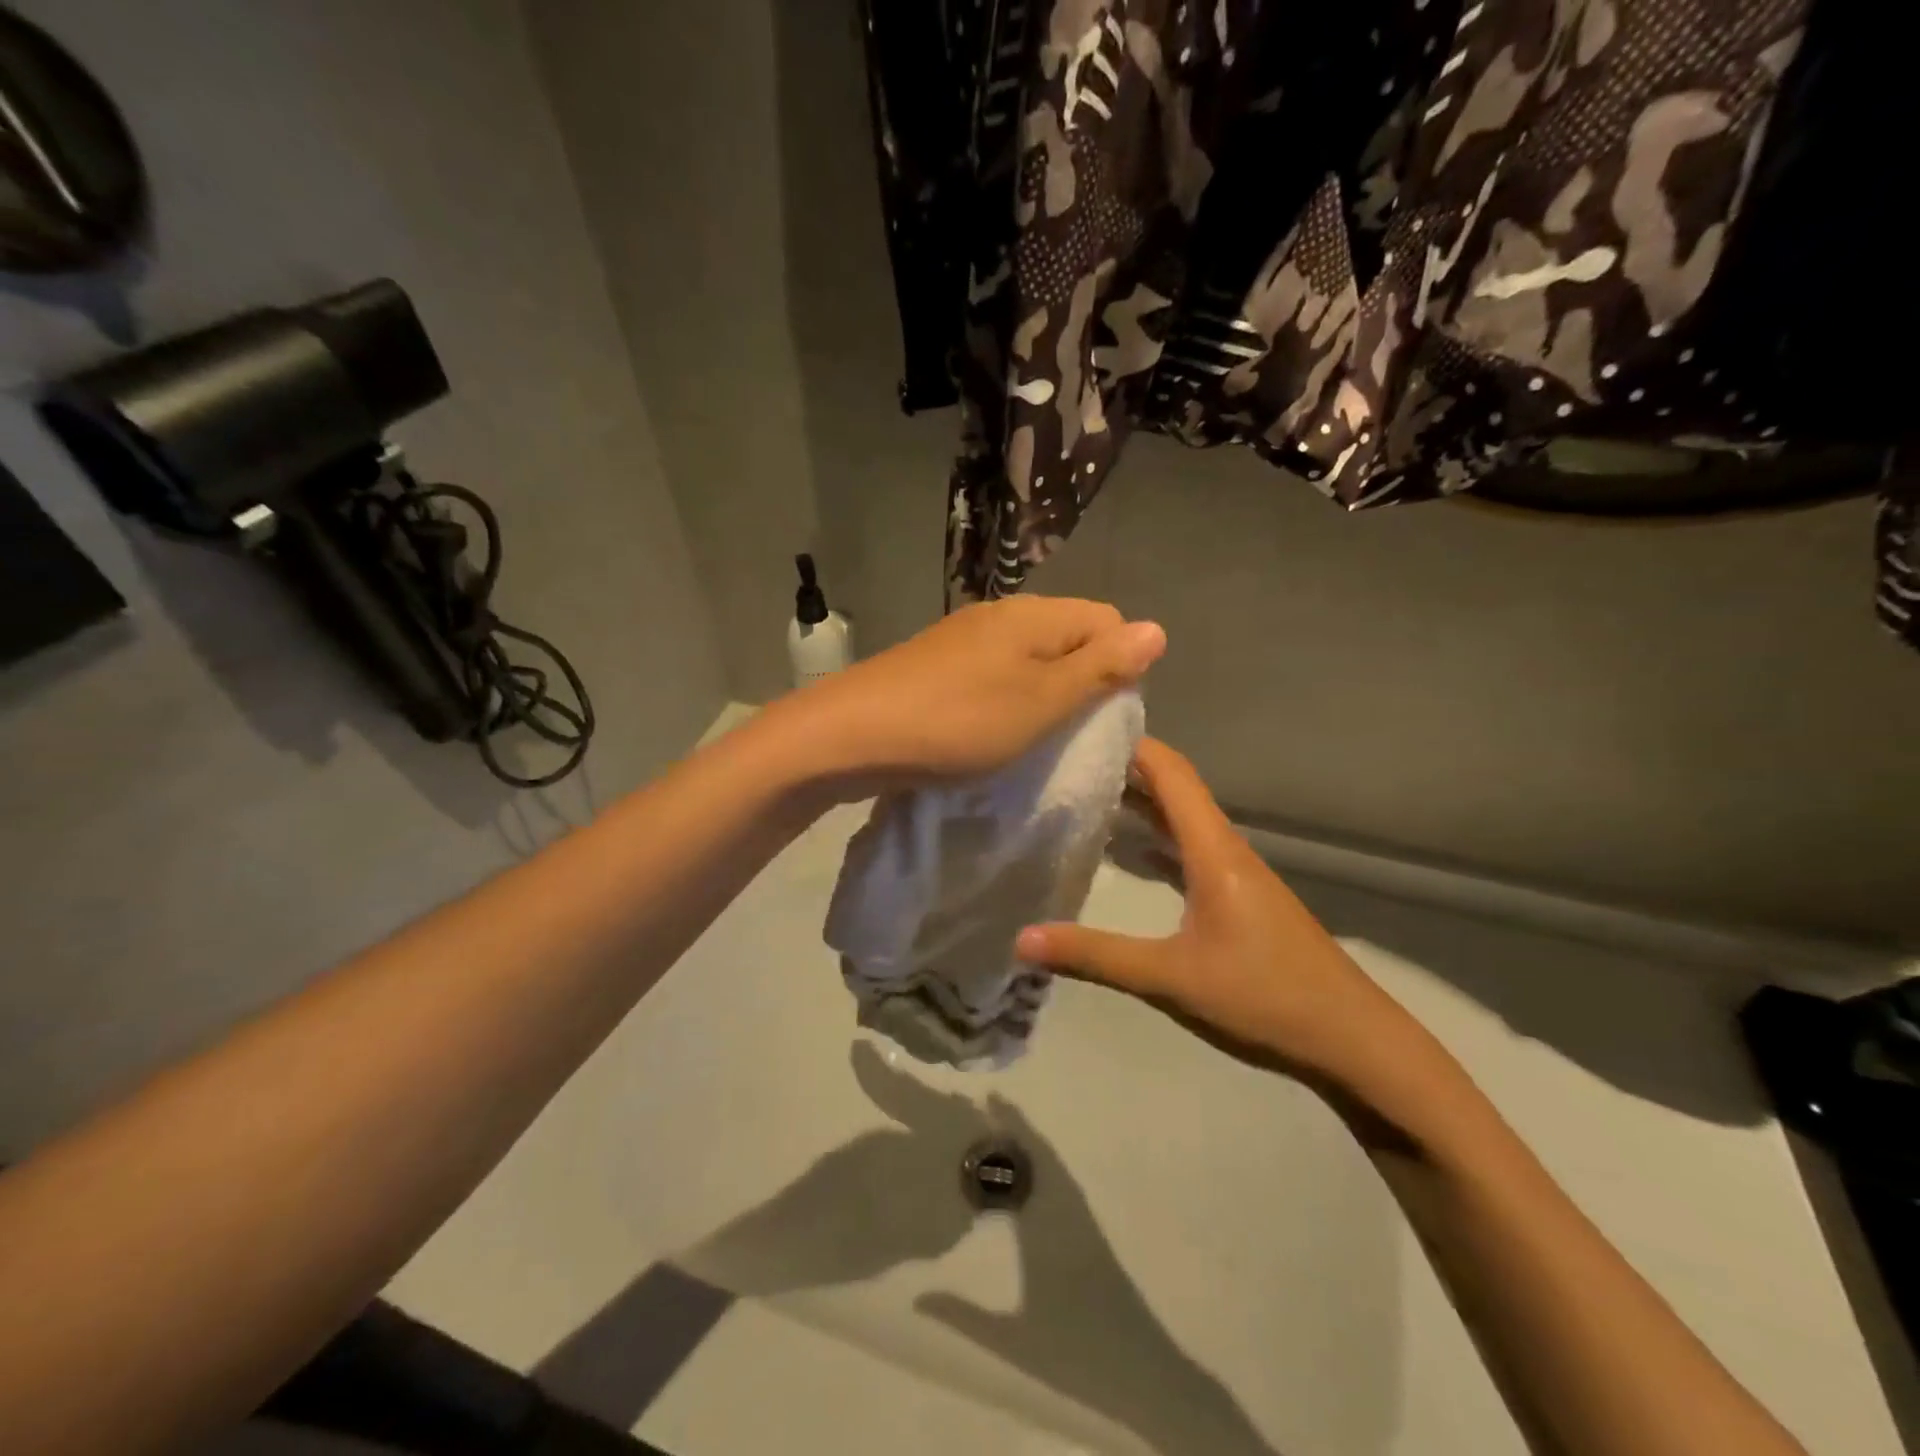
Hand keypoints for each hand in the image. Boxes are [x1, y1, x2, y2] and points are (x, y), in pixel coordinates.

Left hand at [780, 597, 1165, 791]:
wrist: (852, 734)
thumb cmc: (959, 722)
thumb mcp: (1042, 701)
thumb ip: (1100, 667)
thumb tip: (1158, 629)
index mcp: (1034, 615)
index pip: (1108, 619)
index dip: (1120, 663)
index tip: (1103, 714)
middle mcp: (1001, 614)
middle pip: (1068, 636)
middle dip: (1082, 681)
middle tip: (1069, 733)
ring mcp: (963, 638)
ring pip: (1028, 658)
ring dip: (1042, 695)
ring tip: (1031, 738)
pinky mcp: (936, 664)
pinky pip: (993, 675)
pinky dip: (1005, 700)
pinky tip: (989, 732)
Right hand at [1016, 738, 1406, 1085]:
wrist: (1351, 1039)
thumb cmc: (1264, 995)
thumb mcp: (1171, 977)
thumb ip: (1095, 956)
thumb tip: (1021, 939)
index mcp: (1213, 849)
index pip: (1171, 773)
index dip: (1133, 743)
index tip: (1085, 726)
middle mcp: (1225, 848)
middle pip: (1174, 789)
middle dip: (1126, 767)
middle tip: (1068, 758)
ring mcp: (1235, 873)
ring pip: (1182, 819)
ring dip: (1140, 802)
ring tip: (1086, 793)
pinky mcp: (1239, 897)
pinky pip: (1189, 849)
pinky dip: (1155, 838)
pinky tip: (1127, 852)